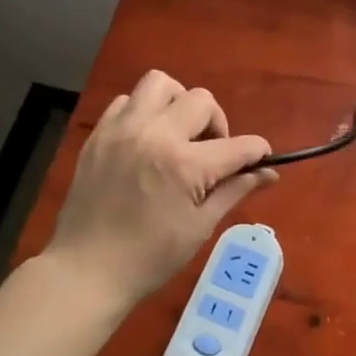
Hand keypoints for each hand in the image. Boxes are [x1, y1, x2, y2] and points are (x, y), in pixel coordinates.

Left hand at [45, 70, 276, 306]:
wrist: (85, 271)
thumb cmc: (149, 257)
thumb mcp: (199, 227)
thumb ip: (234, 190)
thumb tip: (269, 174)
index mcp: (184, 164)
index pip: (237, 145)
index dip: (257, 151)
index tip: (260, 158)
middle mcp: (154, 135)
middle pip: (201, 99)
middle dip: (216, 122)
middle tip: (210, 151)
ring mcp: (122, 130)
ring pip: (159, 84)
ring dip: (178, 103)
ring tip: (177, 133)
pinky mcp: (99, 134)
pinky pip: (125, 101)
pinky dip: (142, 112)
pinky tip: (145, 140)